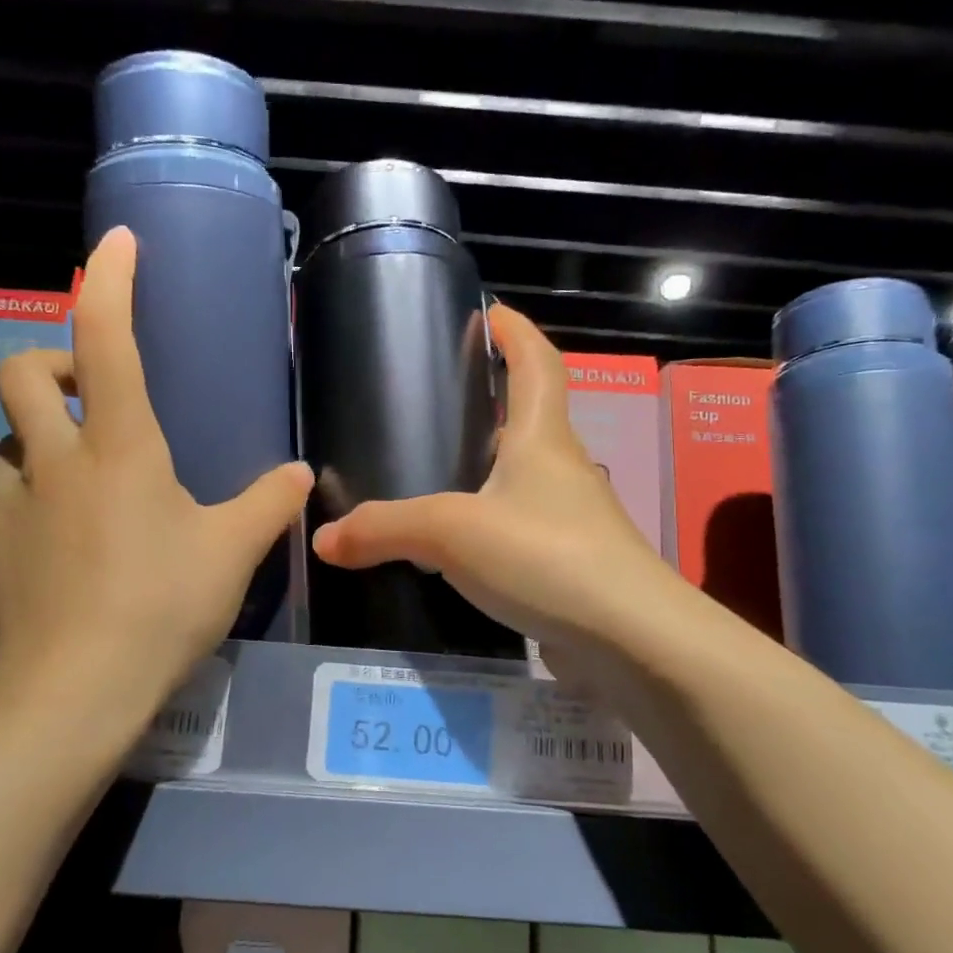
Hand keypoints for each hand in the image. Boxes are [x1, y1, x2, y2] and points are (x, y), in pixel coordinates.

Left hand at [0, 227, 311, 737]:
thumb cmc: (162, 605)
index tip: (117, 243)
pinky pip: (1, 514)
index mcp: (119, 447)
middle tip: (86, 397)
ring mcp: (9, 508)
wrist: (76, 692)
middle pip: (21, 374)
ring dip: (40, 448)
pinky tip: (55, 558)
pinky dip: (27, 515)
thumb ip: (269, 505)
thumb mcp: (232, 553)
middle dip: (49, 365)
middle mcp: (54, 462)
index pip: (106, 337)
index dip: (110, 280)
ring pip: (8, 447)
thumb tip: (303, 475)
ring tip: (78, 491)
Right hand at [311, 305, 686, 672]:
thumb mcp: (452, 532)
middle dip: (496, 402)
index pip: (537, 363)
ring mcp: (573, 520)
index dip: (516, 332)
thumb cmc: (546, 556)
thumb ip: (384, 529)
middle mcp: (563, 469)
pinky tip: (457, 548)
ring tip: (438, 472)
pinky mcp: (570, 565)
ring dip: (491, 468)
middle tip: (441, 402)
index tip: (491, 312)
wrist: (630, 641)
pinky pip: (522, 530)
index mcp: (543, 437)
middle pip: (532, 418)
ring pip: (526, 479)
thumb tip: (322, 538)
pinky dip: (491, 525)